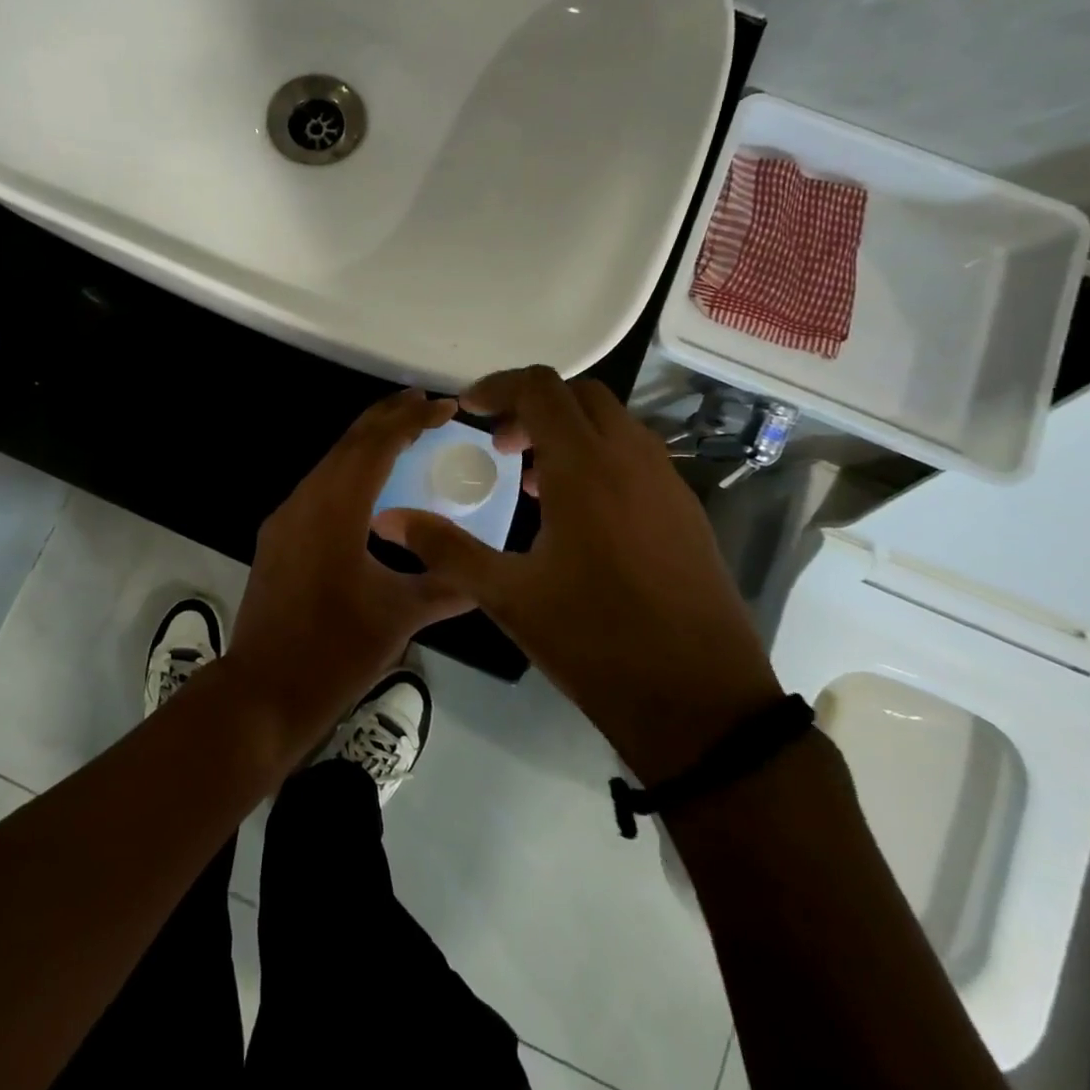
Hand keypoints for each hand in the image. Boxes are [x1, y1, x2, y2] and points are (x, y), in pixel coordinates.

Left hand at [227, 389, 474, 760]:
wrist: (263, 691)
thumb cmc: (335, 651)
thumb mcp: (400, 617)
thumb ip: (445, 587)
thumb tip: (484, 576)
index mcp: (335, 509)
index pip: (375, 446)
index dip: (411, 420)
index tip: (445, 406)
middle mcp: (305, 501)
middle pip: (348, 444)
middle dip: (386, 418)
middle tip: (425, 403)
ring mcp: (285, 519)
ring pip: (329, 464)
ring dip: (365, 445)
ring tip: (403, 437)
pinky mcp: (278, 538)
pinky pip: (318, 489)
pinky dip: (348, 474)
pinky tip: (370, 491)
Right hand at [372, 366, 781, 784]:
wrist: (701, 703)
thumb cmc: (595, 641)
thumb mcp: (507, 595)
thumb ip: (444, 547)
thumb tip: (388, 519)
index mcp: (584, 468)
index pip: (540, 388)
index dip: (498, 386)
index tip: (468, 411)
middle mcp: (631, 459)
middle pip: (579, 394)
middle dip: (532, 404)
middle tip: (499, 445)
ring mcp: (667, 482)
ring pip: (612, 423)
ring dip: (568, 431)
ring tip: (532, 479)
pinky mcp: (686, 510)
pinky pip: (636, 455)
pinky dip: (599, 456)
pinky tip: (578, 513)